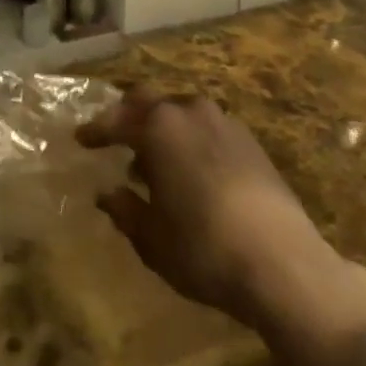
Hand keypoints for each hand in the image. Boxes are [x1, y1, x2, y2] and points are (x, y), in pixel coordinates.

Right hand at [78, 88, 352, 329]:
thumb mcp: (151, 238)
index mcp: (159, 127)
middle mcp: (189, 112)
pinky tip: (190, 170)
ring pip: (181, 112)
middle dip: (128, 116)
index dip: (95, 131)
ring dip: (162, 128)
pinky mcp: (250, 141)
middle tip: (113, 137)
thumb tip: (107, 192)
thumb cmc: (204, 249)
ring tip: (153, 161)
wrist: (285, 264)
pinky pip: (206, 128)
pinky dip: (189, 139)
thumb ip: (125, 210)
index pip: (116, 120)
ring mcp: (224, 123)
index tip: (80, 140)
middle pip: (149, 100)